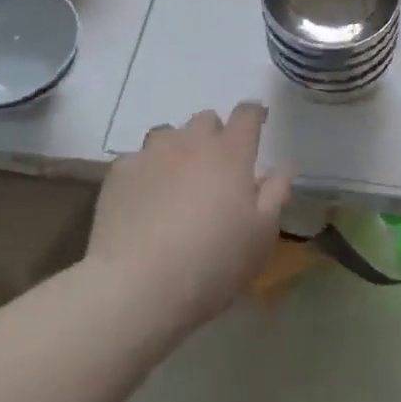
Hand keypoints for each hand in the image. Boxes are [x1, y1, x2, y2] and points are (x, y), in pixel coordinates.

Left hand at [87, 104, 290, 334]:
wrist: (136, 287)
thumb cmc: (211, 263)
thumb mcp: (260, 237)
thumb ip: (274, 195)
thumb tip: (280, 169)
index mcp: (230, 152)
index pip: (247, 114)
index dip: (254, 115)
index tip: (258, 124)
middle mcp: (192, 141)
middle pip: (206, 119)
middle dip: (214, 135)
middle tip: (215, 168)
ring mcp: (153, 153)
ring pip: (169, 134)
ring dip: (177, 149)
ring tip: (176, 181)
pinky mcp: (120, 172)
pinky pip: (137, 160)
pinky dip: (145, 172)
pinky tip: (143, 199)